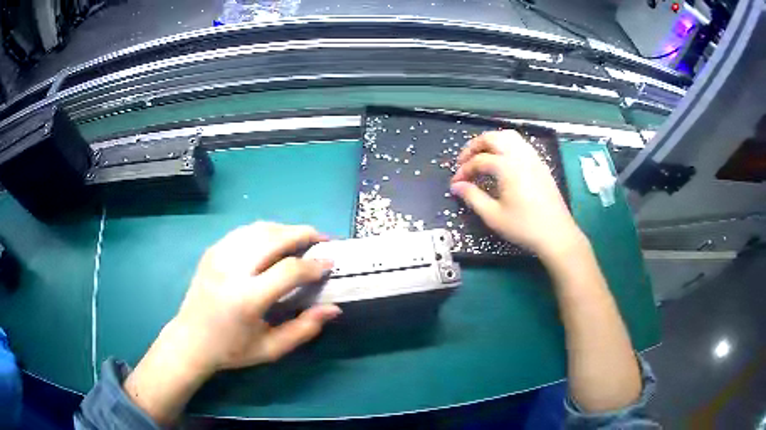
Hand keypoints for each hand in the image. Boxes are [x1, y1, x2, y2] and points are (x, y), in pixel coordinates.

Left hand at [124, 222, 339, 424]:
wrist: (190, 340)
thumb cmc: (232, 350)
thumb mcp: (271, 349)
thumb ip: (304, 329)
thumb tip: (333, 308)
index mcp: (247, 298)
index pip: (289, 270)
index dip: (314, 265)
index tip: (330, 264)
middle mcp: (232, 270)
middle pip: (275, 237)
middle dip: (304, 234)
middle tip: (322, 239)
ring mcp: (219, 256)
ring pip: (259, 229)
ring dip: (285, 229)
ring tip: (301, 239)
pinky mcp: (212, 251)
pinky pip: (244, 232)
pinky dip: (265, 232)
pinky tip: (273, 242)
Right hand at [450, 130, 582, 256]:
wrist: (556, 234)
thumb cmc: (524, 227)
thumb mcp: (493, 216)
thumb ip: (472, 197)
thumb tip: (456, 186)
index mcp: (507, 167)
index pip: (479, 160)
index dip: (464, 170)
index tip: (456, 183)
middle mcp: (520, 156)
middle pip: (493, 138)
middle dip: (474, 146)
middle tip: (464, 161)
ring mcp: (533, 158)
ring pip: (508, 136)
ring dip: (491, 142)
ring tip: (481, 157)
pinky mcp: (540, 164)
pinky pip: (520, 144)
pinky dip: (506, 145)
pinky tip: (502, 161)